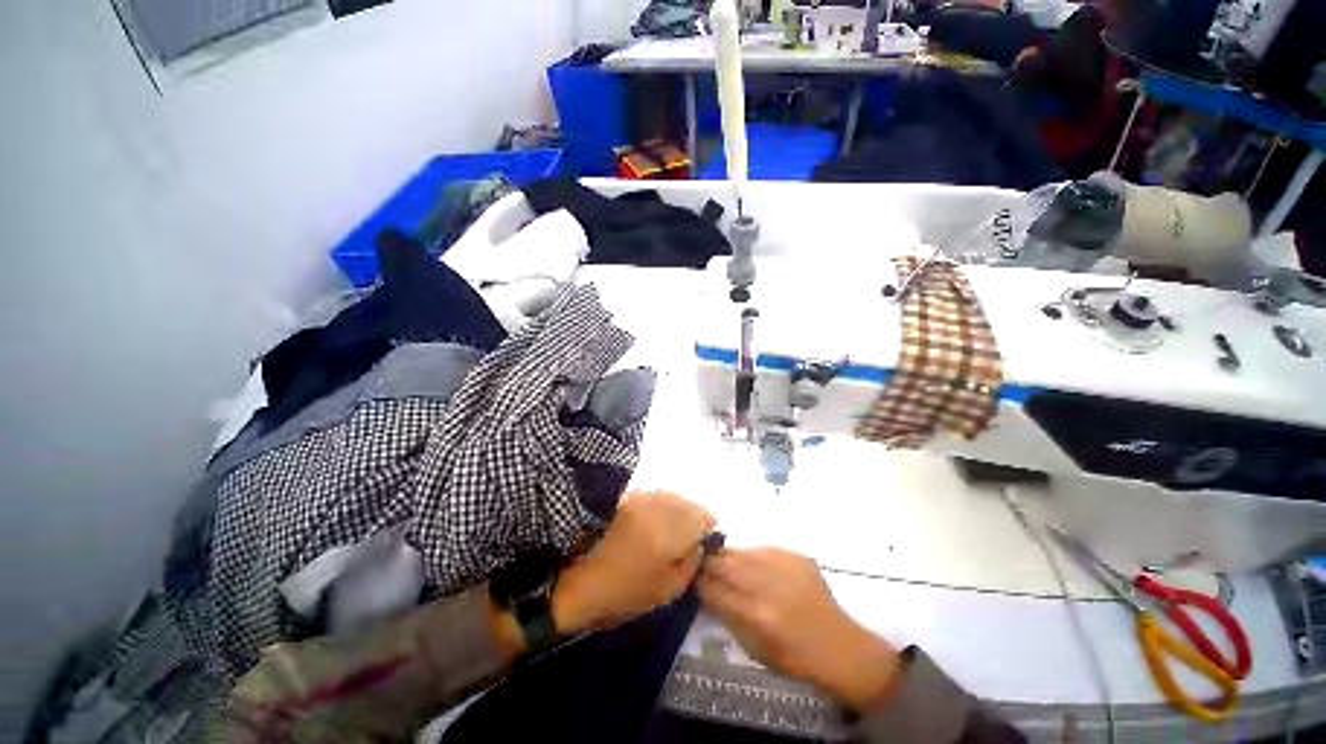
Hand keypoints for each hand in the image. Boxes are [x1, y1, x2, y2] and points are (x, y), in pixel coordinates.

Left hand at [554, 491, 715, 632]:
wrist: (579, 582)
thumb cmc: (624, 594)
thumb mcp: (668, 590)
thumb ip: (691, 562)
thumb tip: (701, 542)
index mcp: (667, 534)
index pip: (701, 517)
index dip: (708, 527)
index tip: (707, 538)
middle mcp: (655, 509)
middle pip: (688, 503)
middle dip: (694, 517)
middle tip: (692, 535)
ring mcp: (639, 501)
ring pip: (672, 497)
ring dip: (679, 510)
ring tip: (675, 528)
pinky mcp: (627, 499)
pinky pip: (656, 496)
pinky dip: (663, 506)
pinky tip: (657, 522)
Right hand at [699, 548, 902, 711]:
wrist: (840, 647)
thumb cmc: (795, 658)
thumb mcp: (754, 648)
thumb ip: (727, 616)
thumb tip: (705, 591)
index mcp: (755, 614)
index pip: (712, 589)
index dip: (696, 581)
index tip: (688, 576)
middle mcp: (766, 584)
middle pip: (723, 563)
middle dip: (706, 561)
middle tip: (698, 561)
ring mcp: (782, 565)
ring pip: (740, 551)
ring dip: (726, 556)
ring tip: (721, 560)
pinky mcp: (794, 555)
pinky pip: (761, 549)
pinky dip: (751, 556)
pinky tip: (752, 565)